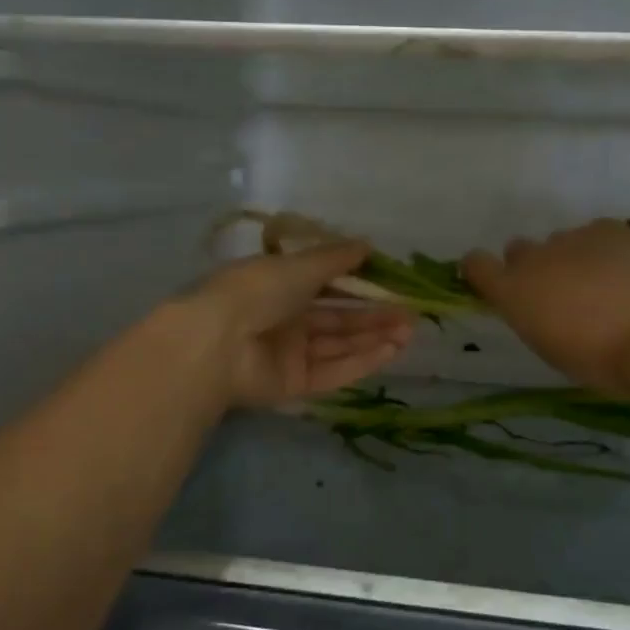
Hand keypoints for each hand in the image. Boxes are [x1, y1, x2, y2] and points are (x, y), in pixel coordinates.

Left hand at [191, 242, 414, 407]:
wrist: (218, 342)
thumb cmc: (257, 290)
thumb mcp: (299, 265)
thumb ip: (335, 258)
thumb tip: (366, 244)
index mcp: (279, 285)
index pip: (325, 284)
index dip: (358, 284)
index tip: (391, 283)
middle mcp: (285, 319)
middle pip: (337, 319)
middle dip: (374, 316)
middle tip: (411, 314)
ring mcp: (289, 354)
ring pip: (339, 345)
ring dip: (374, 338)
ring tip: (409, 332)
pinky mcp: (294, 385)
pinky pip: (332, 371)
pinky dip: (361, 362)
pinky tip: (391, 352)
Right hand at [463, 220, 629, 393]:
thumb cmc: (597, 359)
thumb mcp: (549, 348)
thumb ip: (534, 318)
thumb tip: (539, 307)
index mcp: (511, 292)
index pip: (475, 264)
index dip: (482, 270)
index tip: (494, 282)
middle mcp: (532, 259)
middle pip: (518, 250)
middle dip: (532, 266)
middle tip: (558, 292)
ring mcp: (569, 238)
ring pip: (559, 242)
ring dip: (569, 258)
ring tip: (601, 283)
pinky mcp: (606, 228)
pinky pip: (595, 234)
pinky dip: (604, 248)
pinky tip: (624, 269)